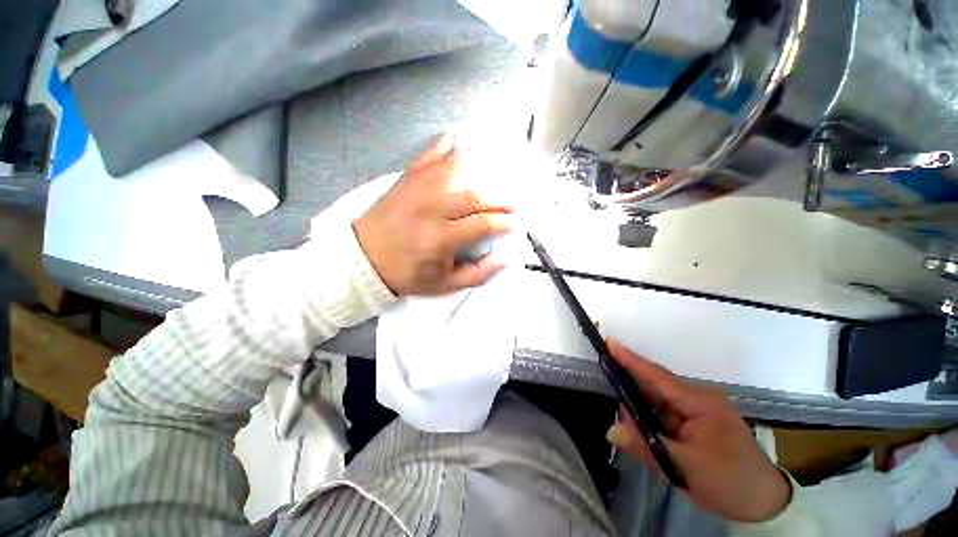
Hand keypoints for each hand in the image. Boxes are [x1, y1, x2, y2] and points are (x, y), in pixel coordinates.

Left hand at [353, 135, 512, 295]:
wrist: (364, 259)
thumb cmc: (407, 274)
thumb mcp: (444, 285)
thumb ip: (477, 274)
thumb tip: (504, 259)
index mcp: (441, 239)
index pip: (482, 224)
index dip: (502, 222)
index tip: (512, 222)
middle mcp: (432, 210)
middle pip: (473, 197)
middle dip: (498, 200)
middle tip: (509, 205)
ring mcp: (417, 191)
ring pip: (454, 171)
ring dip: (477, 171)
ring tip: (492, 177)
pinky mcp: (405, 180)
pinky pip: (427, 157)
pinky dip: (443, 146)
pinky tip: (455, 141)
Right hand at [605, 340, 791, 522]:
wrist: (764, 504)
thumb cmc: (729, 482)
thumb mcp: (685, 469)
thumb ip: (645, 447)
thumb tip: (611, 430)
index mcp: (700, 403)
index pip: (658, 376)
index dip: (631, 360)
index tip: (609, 342)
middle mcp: (698, 399)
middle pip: (655, 386)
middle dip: (631, 391)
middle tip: (612, 400)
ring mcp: (699, 409)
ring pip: (659, 401)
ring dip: (640, 409)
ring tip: (627, 426)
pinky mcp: (698, 421)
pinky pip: (666, 413)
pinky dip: (651, 419)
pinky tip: (643, 431)